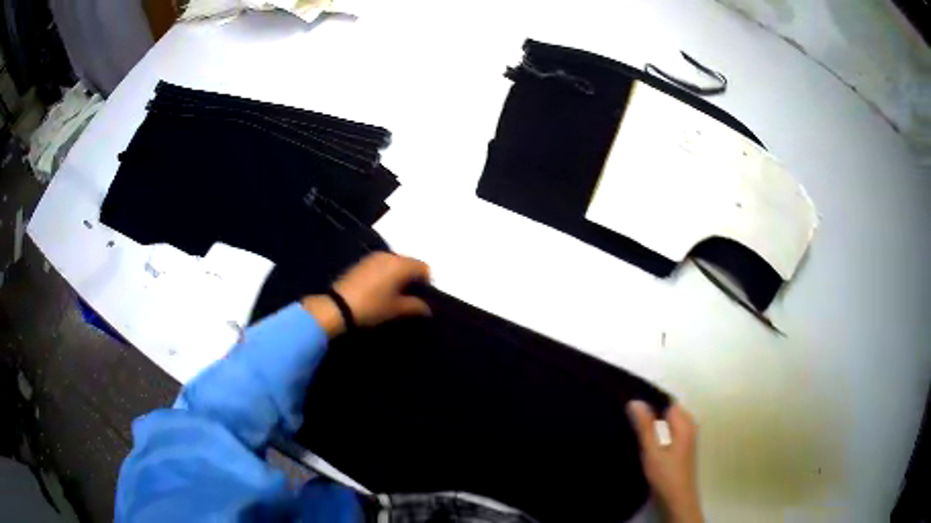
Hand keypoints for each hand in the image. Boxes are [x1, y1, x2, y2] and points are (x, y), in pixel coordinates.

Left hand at [303, 252, 430, 336]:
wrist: (338, 306)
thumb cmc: (372, 307)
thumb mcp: (396, 309)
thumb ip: (416, 306)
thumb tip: (427, 308)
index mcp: (401, 265)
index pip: (424, 267)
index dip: (426, 282)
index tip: (421, 297)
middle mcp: (389, 255)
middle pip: (410, 263)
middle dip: (413, 277)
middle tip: (409, 296)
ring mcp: (374, 256)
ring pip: (396, 263)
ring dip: (399, 275)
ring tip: (394, 293)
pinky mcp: (363, 261)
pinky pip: (383, 264)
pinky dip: (387, 273)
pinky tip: (381, 289)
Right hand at [627, 401, 702, 522]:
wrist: (677, 499)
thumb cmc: (665, 474)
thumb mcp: (652, 450)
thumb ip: (645, 426)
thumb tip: (635, 401)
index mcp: (685, 423)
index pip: (667, 402)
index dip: (650, 403)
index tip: (631, 408)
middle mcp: (689, 426)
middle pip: (667, 412)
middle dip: (650, 415)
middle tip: (630, 421)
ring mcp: (686, 438)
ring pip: (667, 424)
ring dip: (652, 427)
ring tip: (634, 431)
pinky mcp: (681, 448)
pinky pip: (668, 433)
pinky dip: (657, 436)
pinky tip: (644, 444)